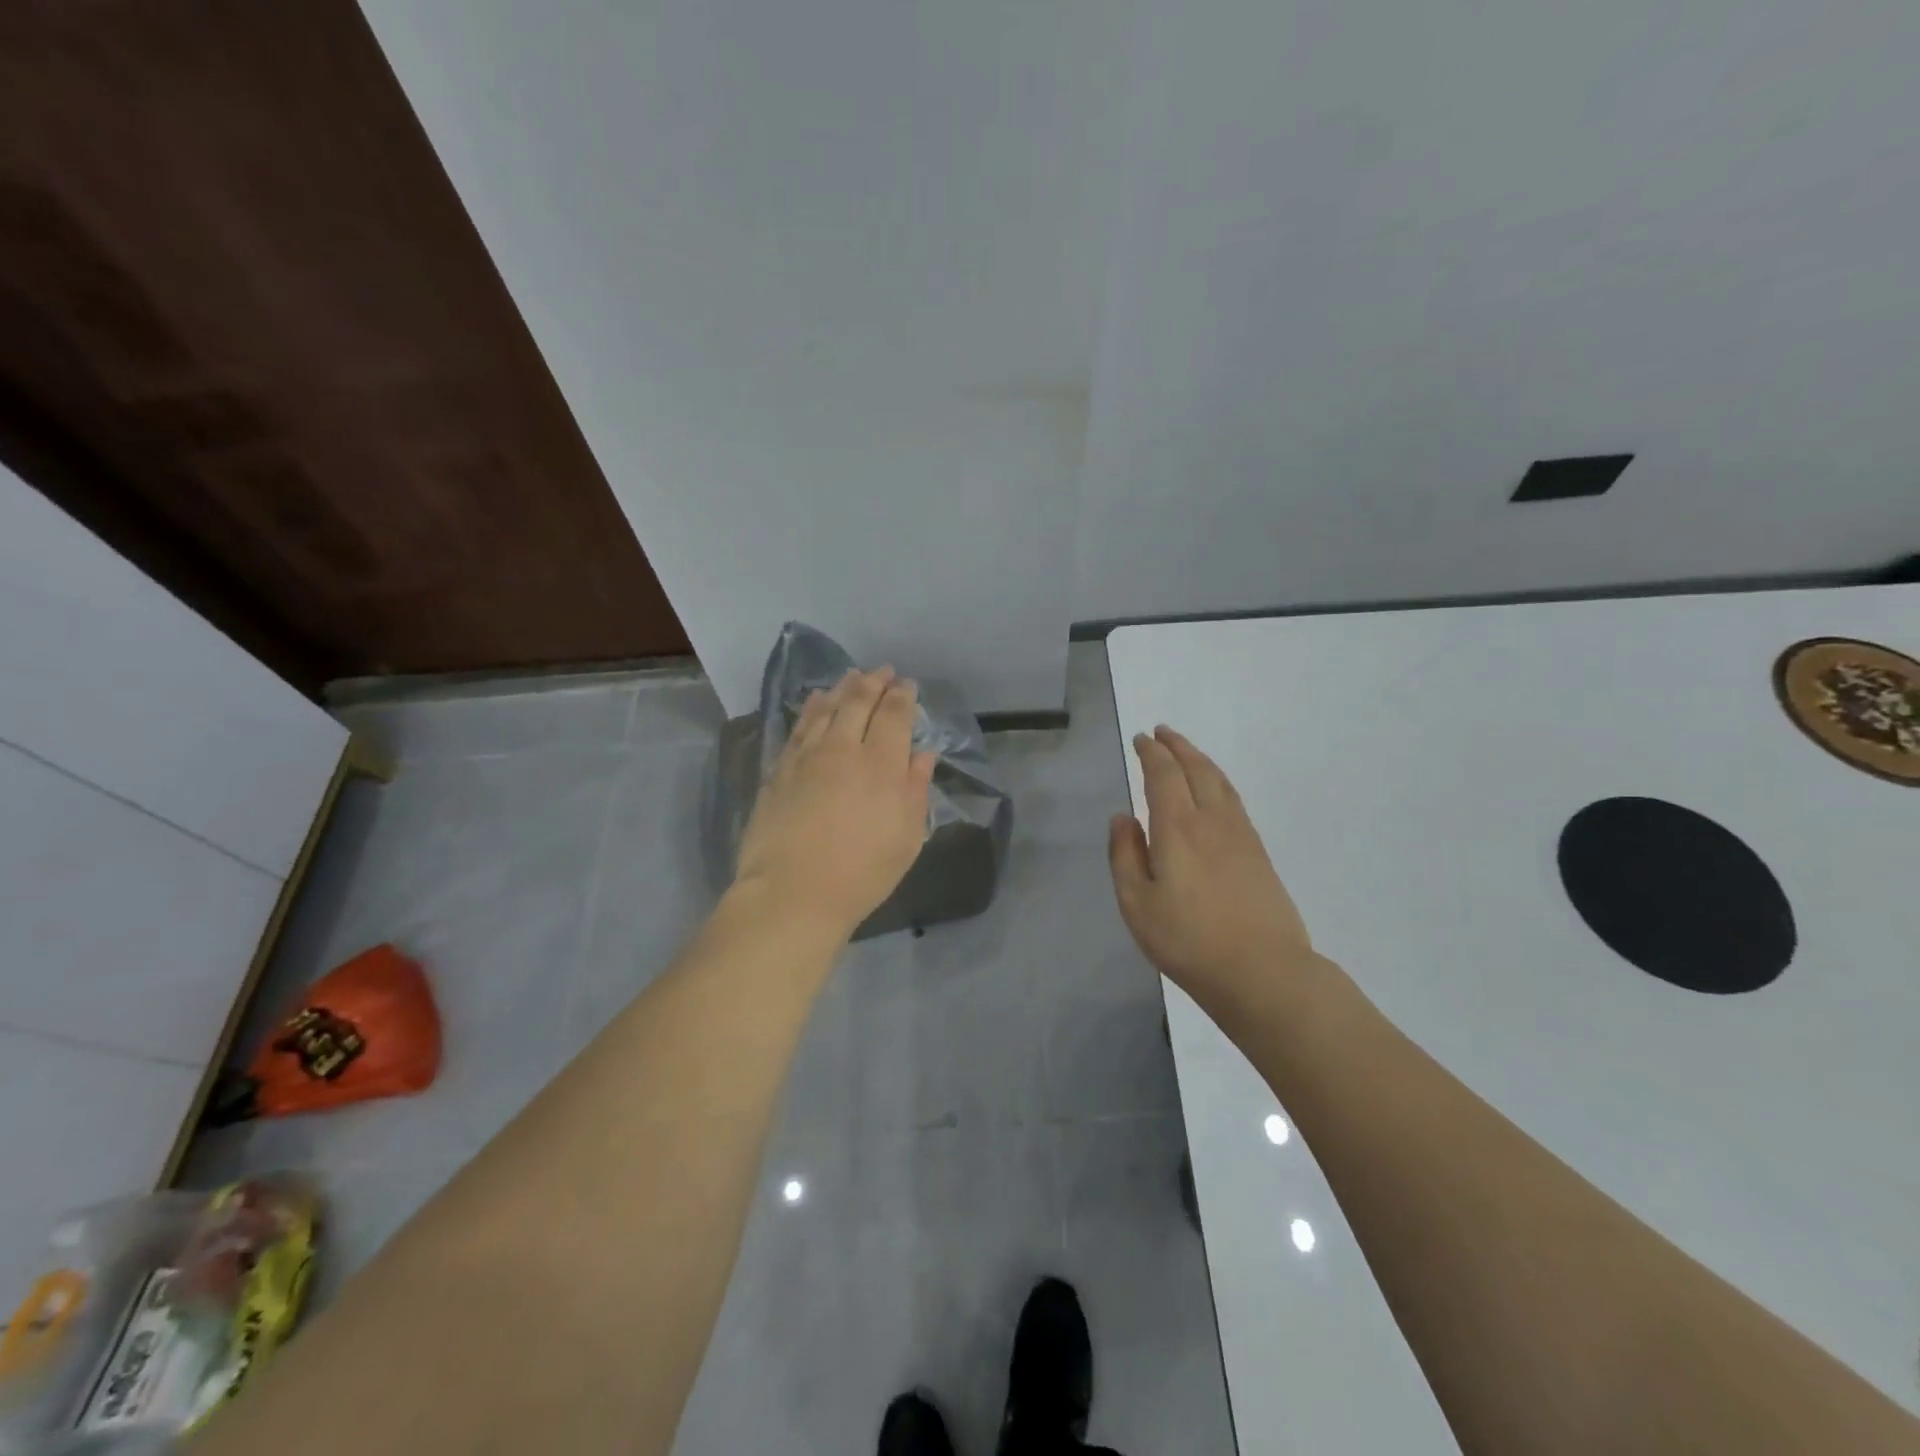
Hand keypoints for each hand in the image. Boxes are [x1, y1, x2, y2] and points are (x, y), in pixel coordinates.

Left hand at [733, 667, 935, 940]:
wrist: (792, 893)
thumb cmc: (862, 873)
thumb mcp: (906, 838)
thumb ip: (916, 790)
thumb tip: (923, 754)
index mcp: (882, 766)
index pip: (894, 715)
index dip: (903, 696)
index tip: (908, 685)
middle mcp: (844, 749)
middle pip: (859, 702)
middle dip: (874, 682)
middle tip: (883, 671)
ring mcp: (808, 756)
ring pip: (827, 707)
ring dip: (843, 687)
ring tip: (853, 675)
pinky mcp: (780, 768)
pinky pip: (800, 725)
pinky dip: (812, 707)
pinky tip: (817, 700)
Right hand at [1107, 725, 1315, 1003]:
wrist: (1263, 972)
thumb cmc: (1189, 941)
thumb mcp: (1137, 905)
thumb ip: (1125, 856)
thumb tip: (1122, 817)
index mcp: (1177, 828)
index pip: (1163, 775)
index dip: (1151, 753)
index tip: (1141, 739)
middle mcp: (1211, 820)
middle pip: (1196, 769)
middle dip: (1177, 746)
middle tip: (1162, 732)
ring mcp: (1240, 835)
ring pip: (1219, 781)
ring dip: (1200, 759)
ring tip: (1187, 752)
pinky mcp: (1259, 853)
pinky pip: (1234, 800)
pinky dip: (1218, 781)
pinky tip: (1215, 791)